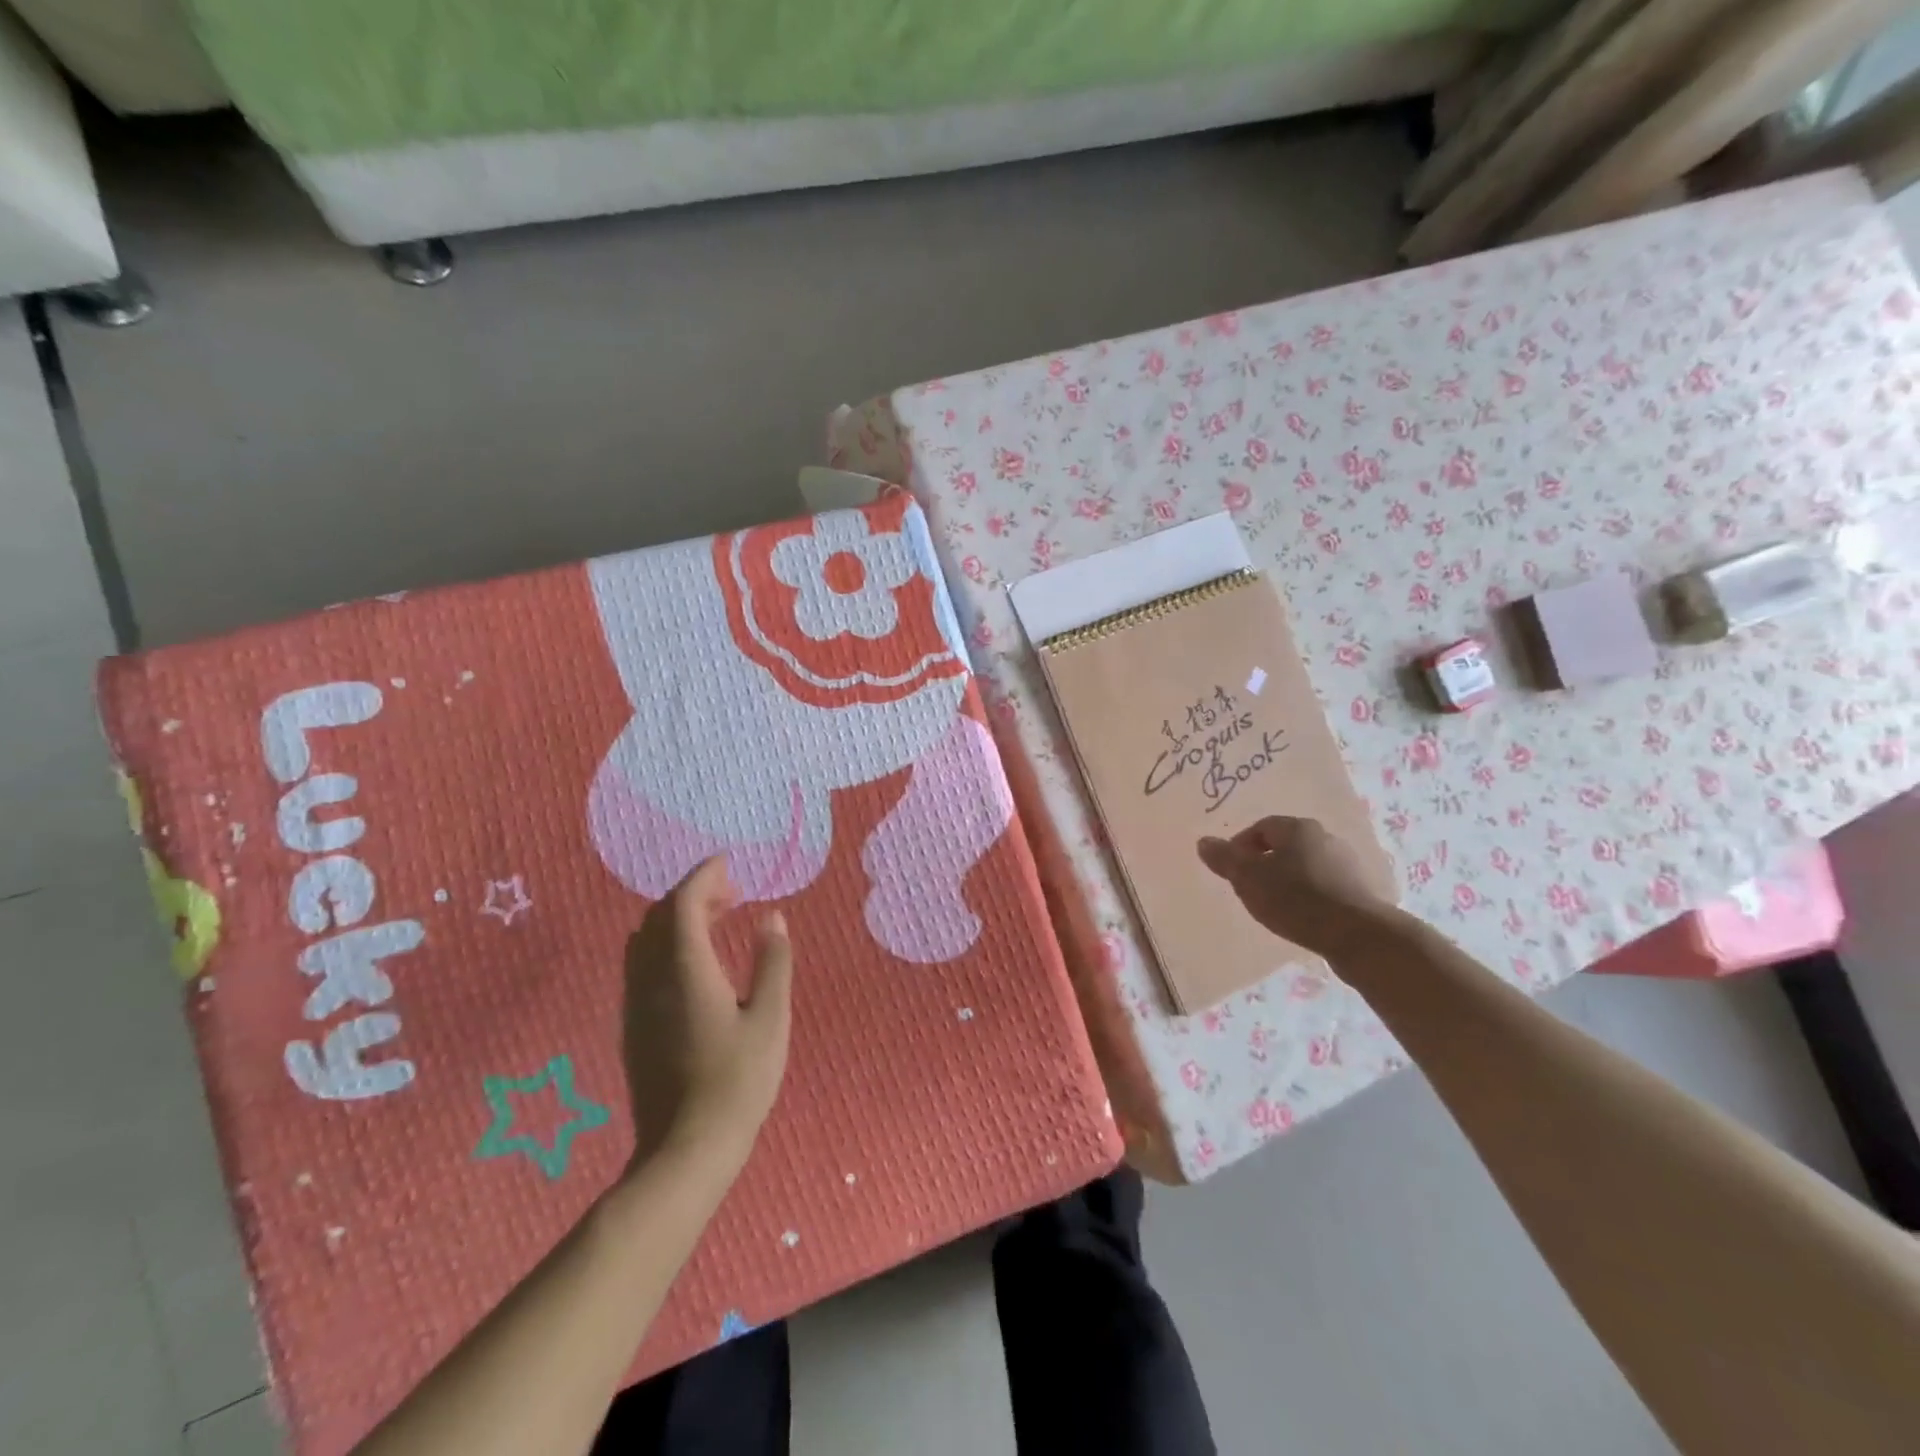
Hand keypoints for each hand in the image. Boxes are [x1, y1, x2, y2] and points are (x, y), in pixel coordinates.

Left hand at [620, 858, 792, 1177]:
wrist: (685, 1149)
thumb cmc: (738, 1081)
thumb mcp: (771, 1018)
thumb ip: (772, 962)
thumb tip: (771, 918)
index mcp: (686, 970)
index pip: (683, 903)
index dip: (704, 876)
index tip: (729, 863)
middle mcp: (651, 979)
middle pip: (660, 916)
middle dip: (693, 893)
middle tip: (733, 893)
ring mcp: (636, 1003)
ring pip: (645, 940)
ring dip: (678, 918)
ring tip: (717, 921)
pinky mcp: (633, 1025)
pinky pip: (642, 963)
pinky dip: (668, 943)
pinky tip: (696, 962)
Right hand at [1198, 816, 1392, 958]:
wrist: (1358, 935)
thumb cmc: (1295, 899)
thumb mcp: (1248, 878)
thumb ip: (1224, 859)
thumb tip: (1203, 842)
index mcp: (1297, 828)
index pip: (1261, 827)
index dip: (1240, 847)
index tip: (1232, 872)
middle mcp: (1325, 837)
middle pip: (1285, 845)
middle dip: (1264, 864)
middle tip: (1250, 888)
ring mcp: (1348, 863)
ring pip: (1306, 866)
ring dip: (1288, 880)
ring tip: (1275, 906)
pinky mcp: (1361, 890)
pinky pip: (1325, 886)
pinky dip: (1310, 895)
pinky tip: (1303, 916)